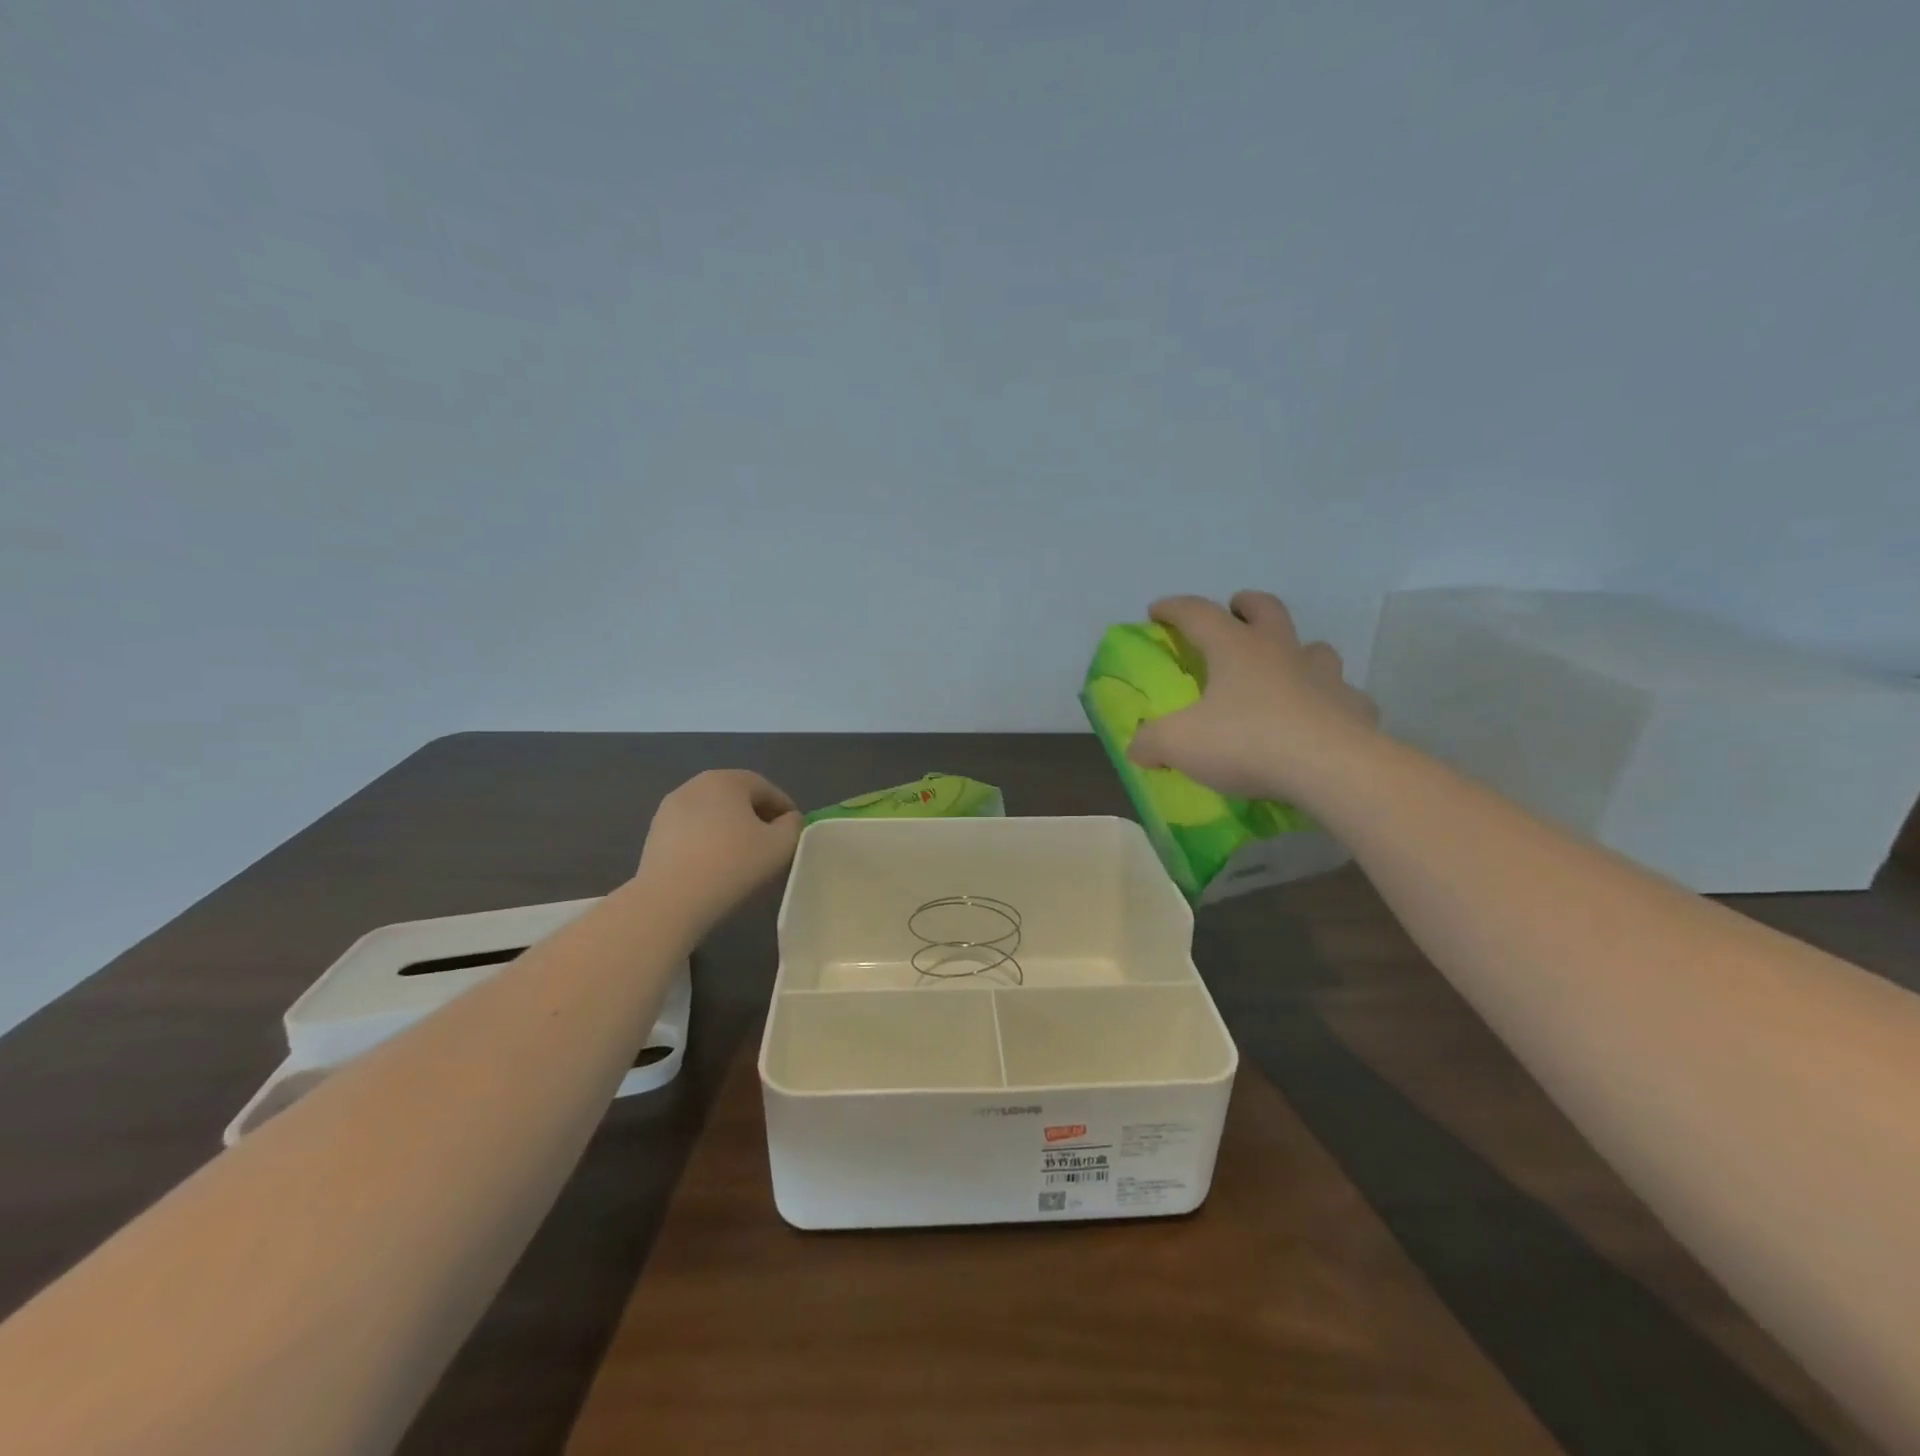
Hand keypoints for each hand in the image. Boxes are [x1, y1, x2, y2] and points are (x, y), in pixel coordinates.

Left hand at [635, 770, 802, 932]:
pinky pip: (692, 830)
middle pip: (736, 797)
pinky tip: (714, 864)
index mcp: (726, 780)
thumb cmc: (732, 864)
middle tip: (771, 843)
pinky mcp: (655, 833)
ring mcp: (670, 808)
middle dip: (757, 816)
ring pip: (713, 814)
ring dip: (731, 828)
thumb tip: (788, 819)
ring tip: (742, 856)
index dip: (784, 808)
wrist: (670, 899)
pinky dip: (708, 840)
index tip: (794, 831)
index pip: (765, 788)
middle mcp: (695, 785)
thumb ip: (793, 826)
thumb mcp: (781, 845)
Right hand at [1127, 591, 1378, 801]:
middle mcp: (1281, 652)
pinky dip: (1329, 703)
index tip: (1156, 611)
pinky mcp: (1354, 709)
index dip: (1174, 609)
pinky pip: (1343, 697)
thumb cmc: (1246, 742)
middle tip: (1235, 612)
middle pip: (1267, 609)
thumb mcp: (1179, 744)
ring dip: (1296, 652)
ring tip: (1283, 671)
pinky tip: (1320, 721)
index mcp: (1235, 649)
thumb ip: (1151, 742)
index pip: (1198, 613)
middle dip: (1247, 605)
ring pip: (1314, 649)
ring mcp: (1325, 677)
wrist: (1330, 769)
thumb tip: (1138, 747)